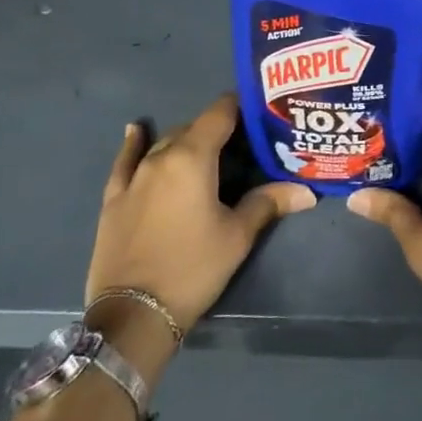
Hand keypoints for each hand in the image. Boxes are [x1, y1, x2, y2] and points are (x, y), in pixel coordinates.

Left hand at [86, 95, 314, 374]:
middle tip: (242, 143)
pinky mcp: (114, 198)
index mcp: (193, 157)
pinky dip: (133, 144)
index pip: (220, 114)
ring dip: (186, 141)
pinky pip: (125, 161)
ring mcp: (134, 176)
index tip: (258, 108)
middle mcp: (162, 156)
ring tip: (206, 149)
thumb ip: (268, 203)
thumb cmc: (193, 268)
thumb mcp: (237, 236)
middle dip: (217, 129)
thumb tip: (307, 190)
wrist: (133, 315)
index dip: (240, 105)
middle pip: (193, 128)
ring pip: (164, 143)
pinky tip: (135, 130)